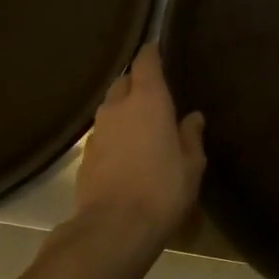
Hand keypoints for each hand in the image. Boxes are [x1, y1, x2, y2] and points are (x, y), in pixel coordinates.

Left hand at [74, 44, 205, 246]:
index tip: (159, 48)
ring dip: (125, 109)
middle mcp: (118, 107)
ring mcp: (98, 131)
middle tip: (157, 93)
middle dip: (138, 82)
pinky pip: (104, 132)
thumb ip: (191, 135)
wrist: (113, 229)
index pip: (146, 62)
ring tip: (143, 123)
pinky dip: (116, 133)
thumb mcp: (191, 164)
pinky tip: (128, 150)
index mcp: (149, 100)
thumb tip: (192, 117)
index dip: (152, 53)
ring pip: (111, 107)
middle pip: (124, 82)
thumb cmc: (162, 189)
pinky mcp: (86, 156)